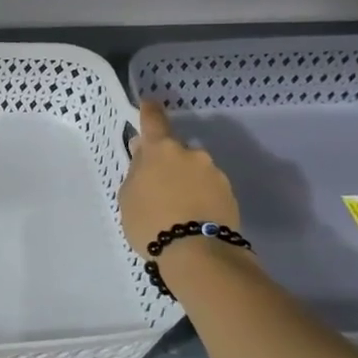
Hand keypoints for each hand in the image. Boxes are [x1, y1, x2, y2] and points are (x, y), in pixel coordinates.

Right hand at [119, 99, 242, 255]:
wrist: (197, 253)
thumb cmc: (151, 222)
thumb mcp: (128, 197)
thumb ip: (136, 172)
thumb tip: (144, 156)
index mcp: (161, 150)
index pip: (153, 120)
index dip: (149, 111)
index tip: (148, 104)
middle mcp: (191, 154)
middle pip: (174, 151)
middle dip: (166, 163)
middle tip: (155, 186)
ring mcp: (214, 173)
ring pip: (193, 170)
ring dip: (184, 181)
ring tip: (175, 209)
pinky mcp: (229, 193)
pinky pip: (208, 188)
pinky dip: (199, 197)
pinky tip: (191, 216)